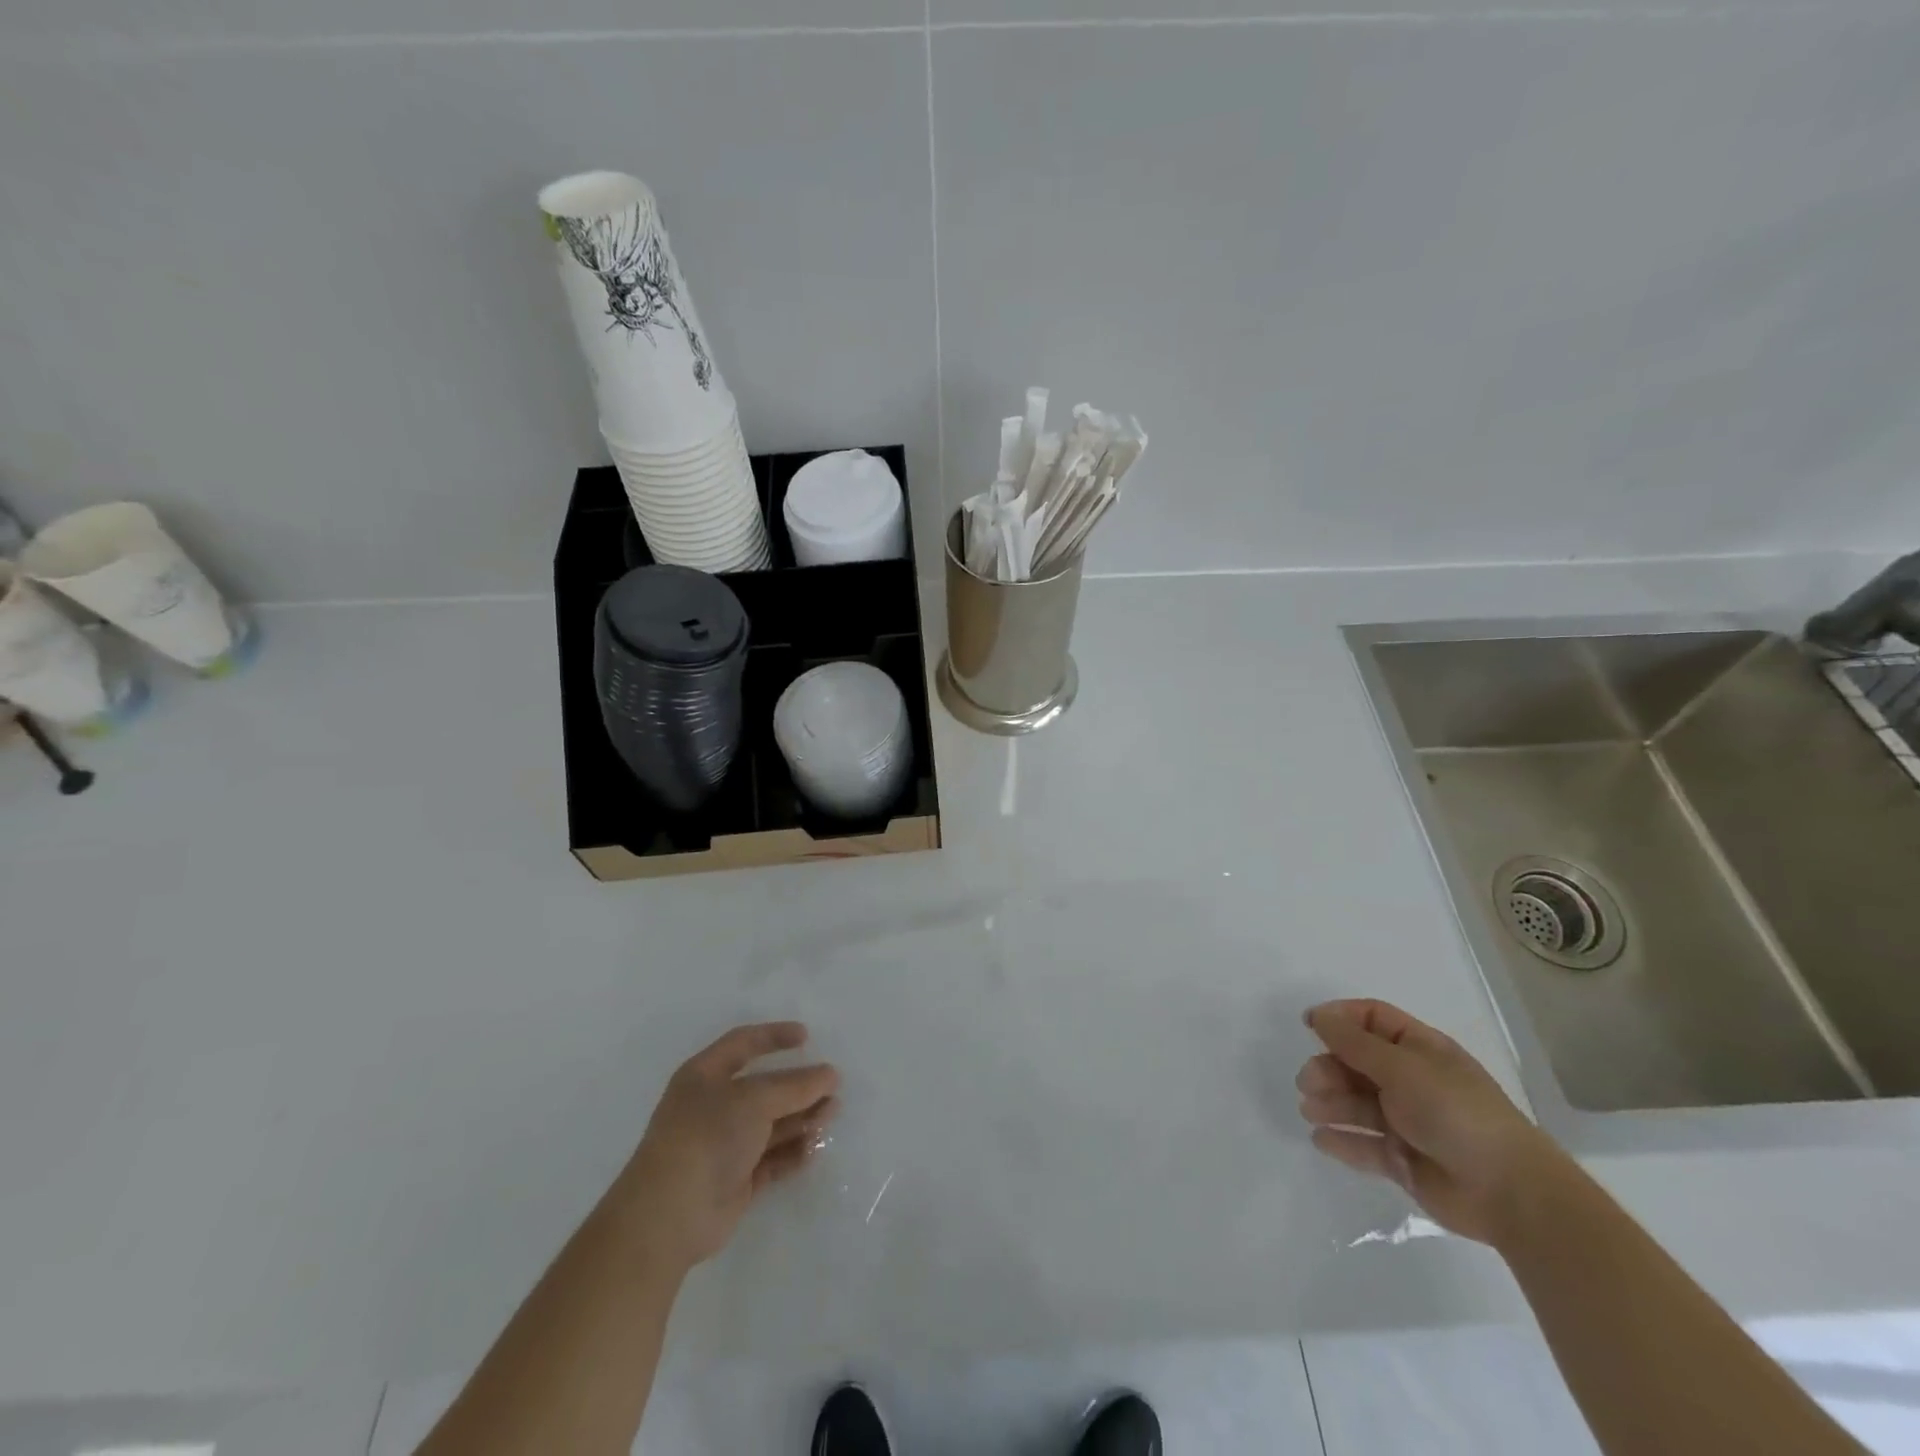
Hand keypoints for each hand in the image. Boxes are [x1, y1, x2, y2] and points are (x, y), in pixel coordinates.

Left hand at [610, 1022, 840, 1270]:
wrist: (668, 1216)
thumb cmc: (707, 1137)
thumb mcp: (754, 1099)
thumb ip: (795, 1085)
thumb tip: (830, 1074)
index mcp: (705, 1076)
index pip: (743, 1044)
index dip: (774, 1037)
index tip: (807, 1037)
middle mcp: (713, 1106)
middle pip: (765, 1088)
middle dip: (799, 1087)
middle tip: (832, 1087)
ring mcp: (724, 1145)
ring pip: (772, 1124)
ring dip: (802, 1118)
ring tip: (831, 1116)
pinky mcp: (735, 1180)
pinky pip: (771, 1158)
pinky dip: (793, 1152)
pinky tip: (814, 1149)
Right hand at [1297, 998, 1564, 1244]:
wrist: (1509, 1192)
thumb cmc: (1455, 1112)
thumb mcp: (1402, 1067)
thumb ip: (1355, 1043)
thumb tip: (1319, 1016)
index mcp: (1420, 1050)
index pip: (1372, 1019)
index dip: (1340, 1018)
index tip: (1309, 1026)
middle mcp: (1412, 1081)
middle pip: (1357, 1062)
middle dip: (1328, 1068)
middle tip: (1308, 1083)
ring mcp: (1408, 1121)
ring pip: (1357, 1103)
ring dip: (1329, 1103)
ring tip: (1310, 1111)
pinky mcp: (1403, 1160)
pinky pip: (1365, 1145)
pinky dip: (1341, 1141)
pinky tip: (1320, 1140)